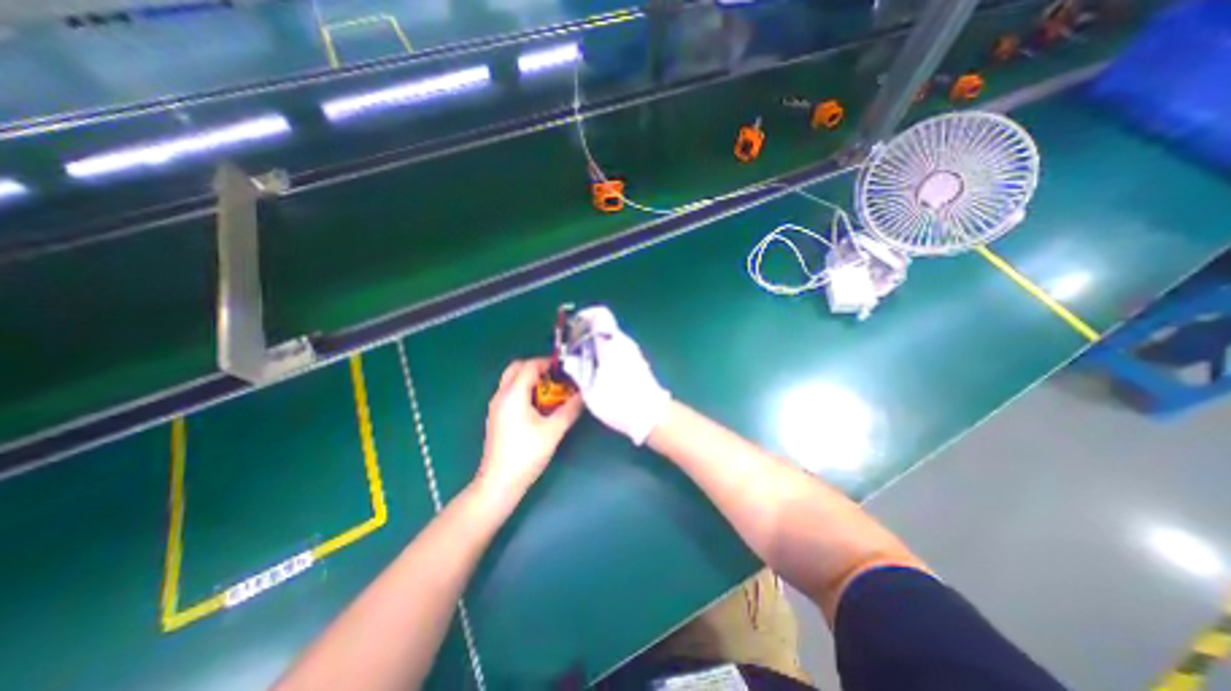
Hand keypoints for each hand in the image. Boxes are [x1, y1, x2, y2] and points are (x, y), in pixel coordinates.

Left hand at [475, 360, 581, 492]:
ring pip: (512, 381)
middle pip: (516, 368)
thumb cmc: (526, 455)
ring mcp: (496, 406)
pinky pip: (510, 393)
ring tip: (552, 390)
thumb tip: (584, 395)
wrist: (498, 483)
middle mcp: (501, 395)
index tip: (565, 367)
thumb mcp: (553, 431)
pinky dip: (524, 391)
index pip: (529, 366)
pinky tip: (539, 406)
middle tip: (556, 376)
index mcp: (513, 394)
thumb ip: (570, 410)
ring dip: (530, 379)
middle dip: (537, 368)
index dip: (548, 362)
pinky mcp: (497, 417)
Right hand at [563, 304, 668, 443]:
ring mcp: (633, 352)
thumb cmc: (619, 401)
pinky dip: (605, 355)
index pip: (599, 315)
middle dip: (586, 335)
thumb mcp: (591, 389)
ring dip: (595, 347)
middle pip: (603, 328)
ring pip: (610, 340)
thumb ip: (578, 370)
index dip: (584, 318)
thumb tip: (570, 359)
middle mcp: (624, 342)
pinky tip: (598, 372)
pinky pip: (617, 351)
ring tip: (582, 362)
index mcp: (612, 343)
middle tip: (572, 349)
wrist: (651, 416)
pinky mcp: (637, 362)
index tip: (572, 329)